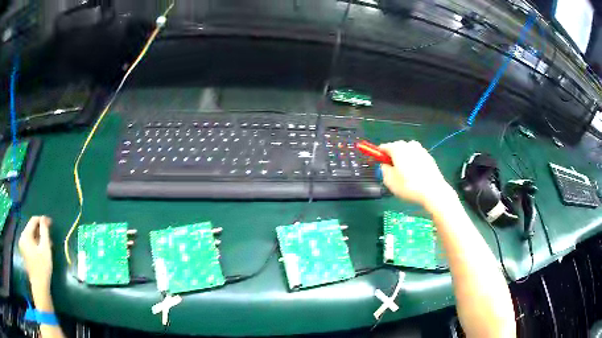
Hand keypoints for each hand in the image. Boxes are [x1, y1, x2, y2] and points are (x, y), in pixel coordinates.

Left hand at [18, 216, 52, 291]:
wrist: (39, 286)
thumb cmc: (42, 267)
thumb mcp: (45, 248)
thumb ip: (44, 231)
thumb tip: (45, 218)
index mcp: (25, 234)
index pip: (33, 221)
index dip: (42, 220)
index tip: (51, 223)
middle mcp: (22, 237)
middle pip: (31, 228)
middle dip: (41, 231)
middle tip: (50, 237)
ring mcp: (22, 245)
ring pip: (31, 236)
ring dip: (39, 238)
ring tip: (48, 245)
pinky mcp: (24, 253)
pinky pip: (30, 243)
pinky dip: (36, 244)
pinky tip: (42, 251)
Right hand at [379, 140, 454, 208]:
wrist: (433, 191)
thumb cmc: (409, 186)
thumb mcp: (390, 181)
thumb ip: (383, 170)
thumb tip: (385, 165)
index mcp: (397, 148)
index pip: (383, 147)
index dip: (379, 155)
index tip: (378, 164)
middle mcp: (409, 145)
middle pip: (396, 147)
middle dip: (392, 156)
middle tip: (392, 171)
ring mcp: (421, 150)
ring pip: (408, 152)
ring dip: (404, 159)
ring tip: (404, 174)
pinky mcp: (429, 157)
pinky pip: (416, 157)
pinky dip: (413, 163)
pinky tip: (415, 175)